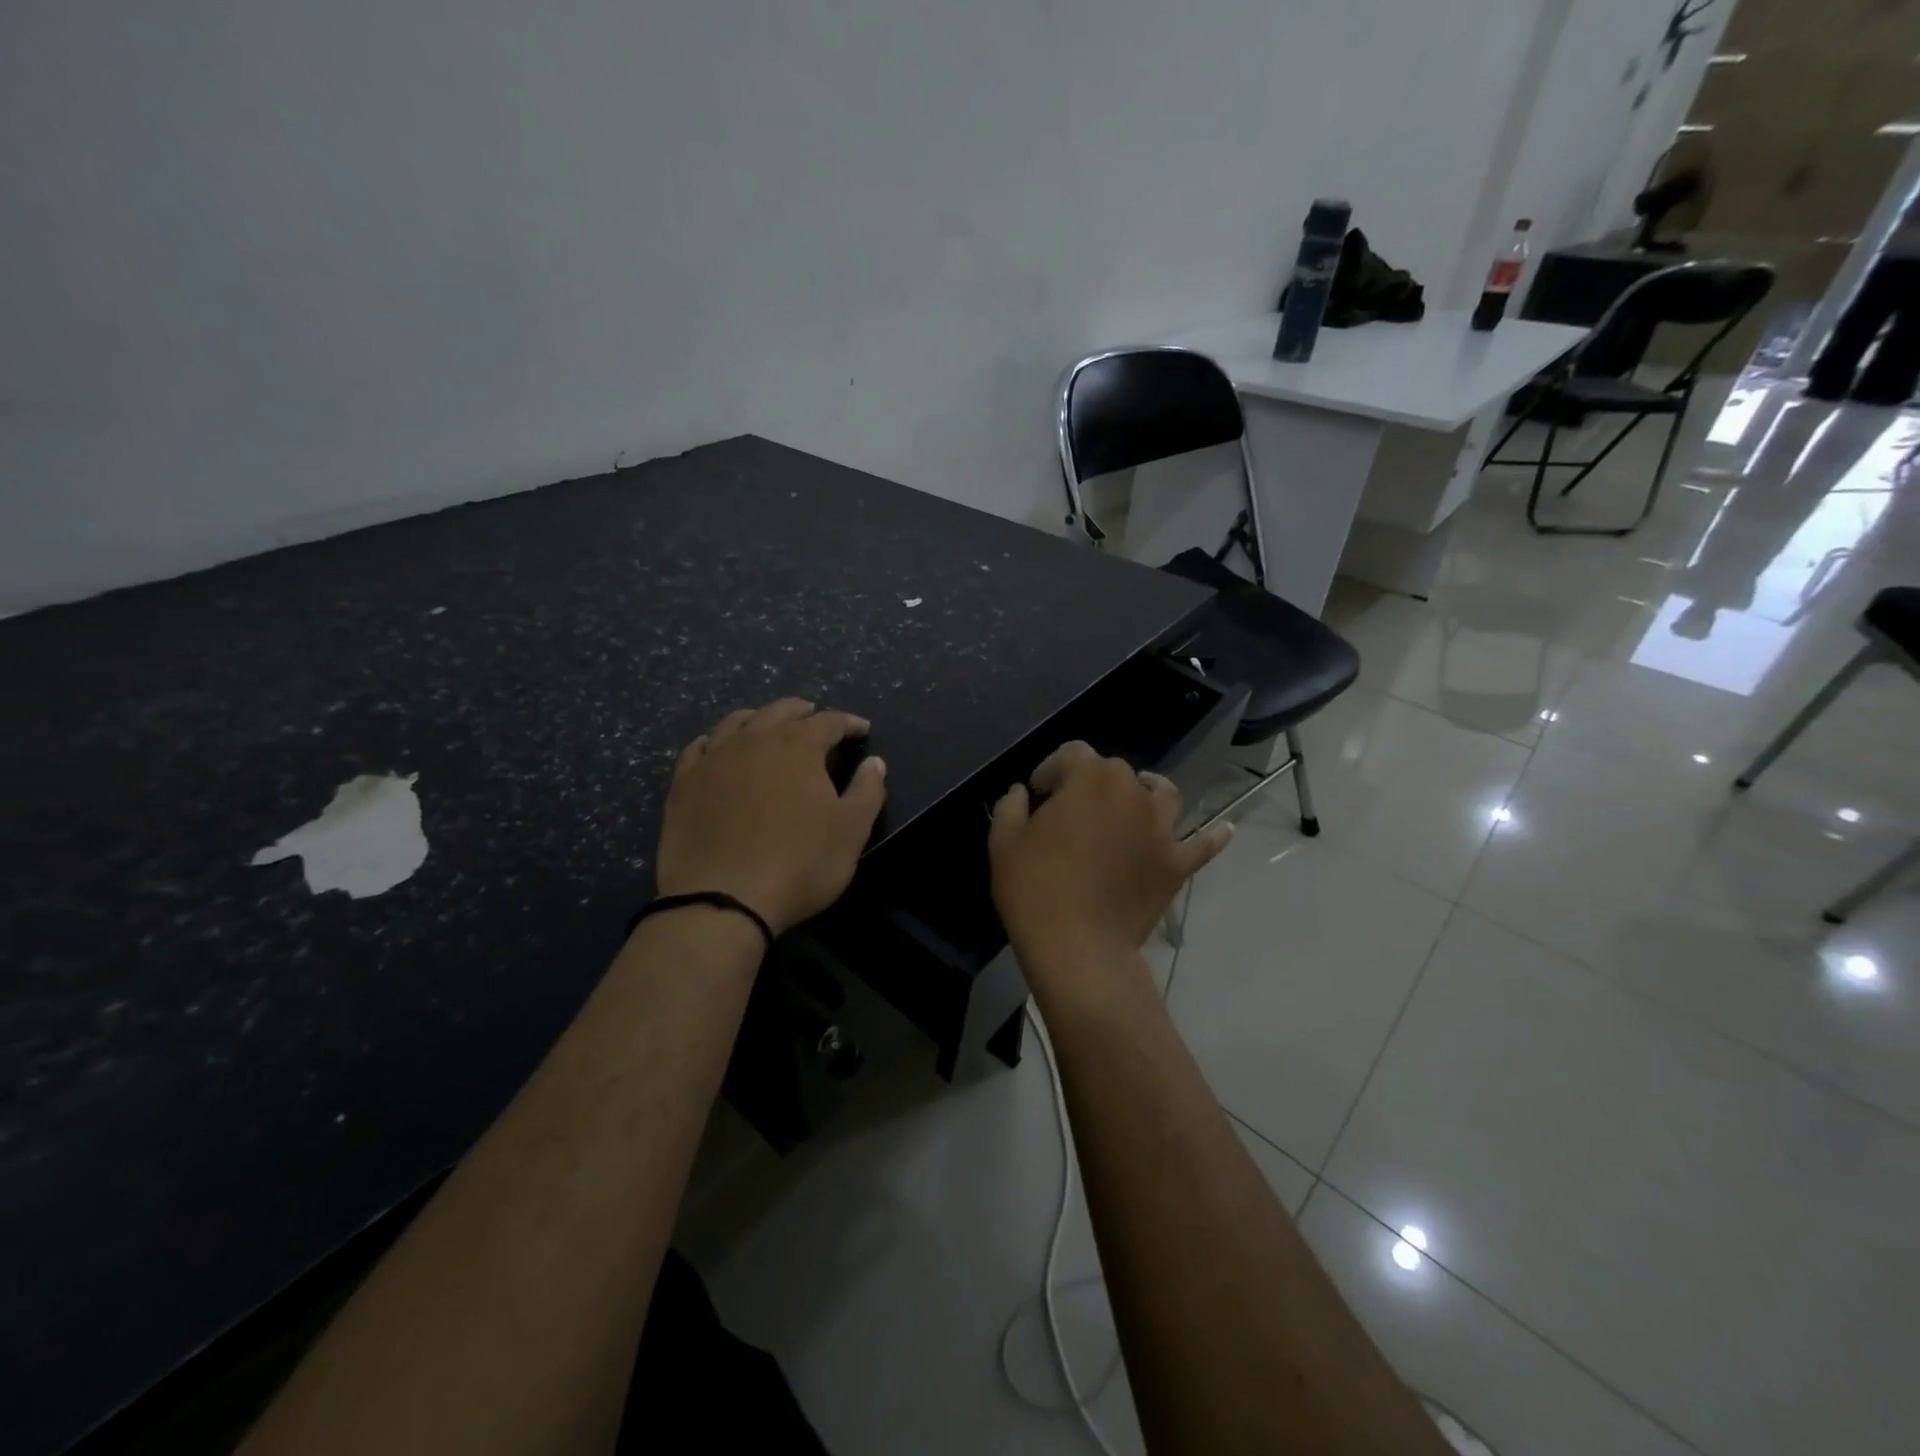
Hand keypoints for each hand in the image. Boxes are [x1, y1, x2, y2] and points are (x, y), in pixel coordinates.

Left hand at [656, 699, 886, 935]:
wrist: (722, 900)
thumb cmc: (799, 864)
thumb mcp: (851, 831)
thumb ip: (868, 791)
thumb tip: (875, 763)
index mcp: (798, 746)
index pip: (829, 721)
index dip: (849, 723)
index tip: (862, 730)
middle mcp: (754, 740)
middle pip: (780, 711)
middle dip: (803, 712)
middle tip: (815, 718)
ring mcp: (713, 759)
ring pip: (737, 722)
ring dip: (759, 718)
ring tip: (769, 725)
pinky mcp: (683, 783)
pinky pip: (700, 747)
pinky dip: (717, 741)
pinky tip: (719, 749)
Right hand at [989, 742, 1232, 972]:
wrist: (1079, 948)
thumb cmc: (1035, 889)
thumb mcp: (1004, 842)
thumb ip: (1011, 805)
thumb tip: (1023, 793)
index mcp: (1090, 778)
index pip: (1071, 754)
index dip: (1051, 769)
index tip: (1037, 795)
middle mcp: (1132, 792)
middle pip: (1114, 771)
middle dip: (1089, 783)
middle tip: (1069, 813)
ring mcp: (1161, 828)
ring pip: (1161, 793)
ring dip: (1146, 791)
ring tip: (1133, 803)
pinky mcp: (1176, 863)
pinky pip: (1202, 845)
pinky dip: (1212, 836)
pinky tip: (1224, 830)